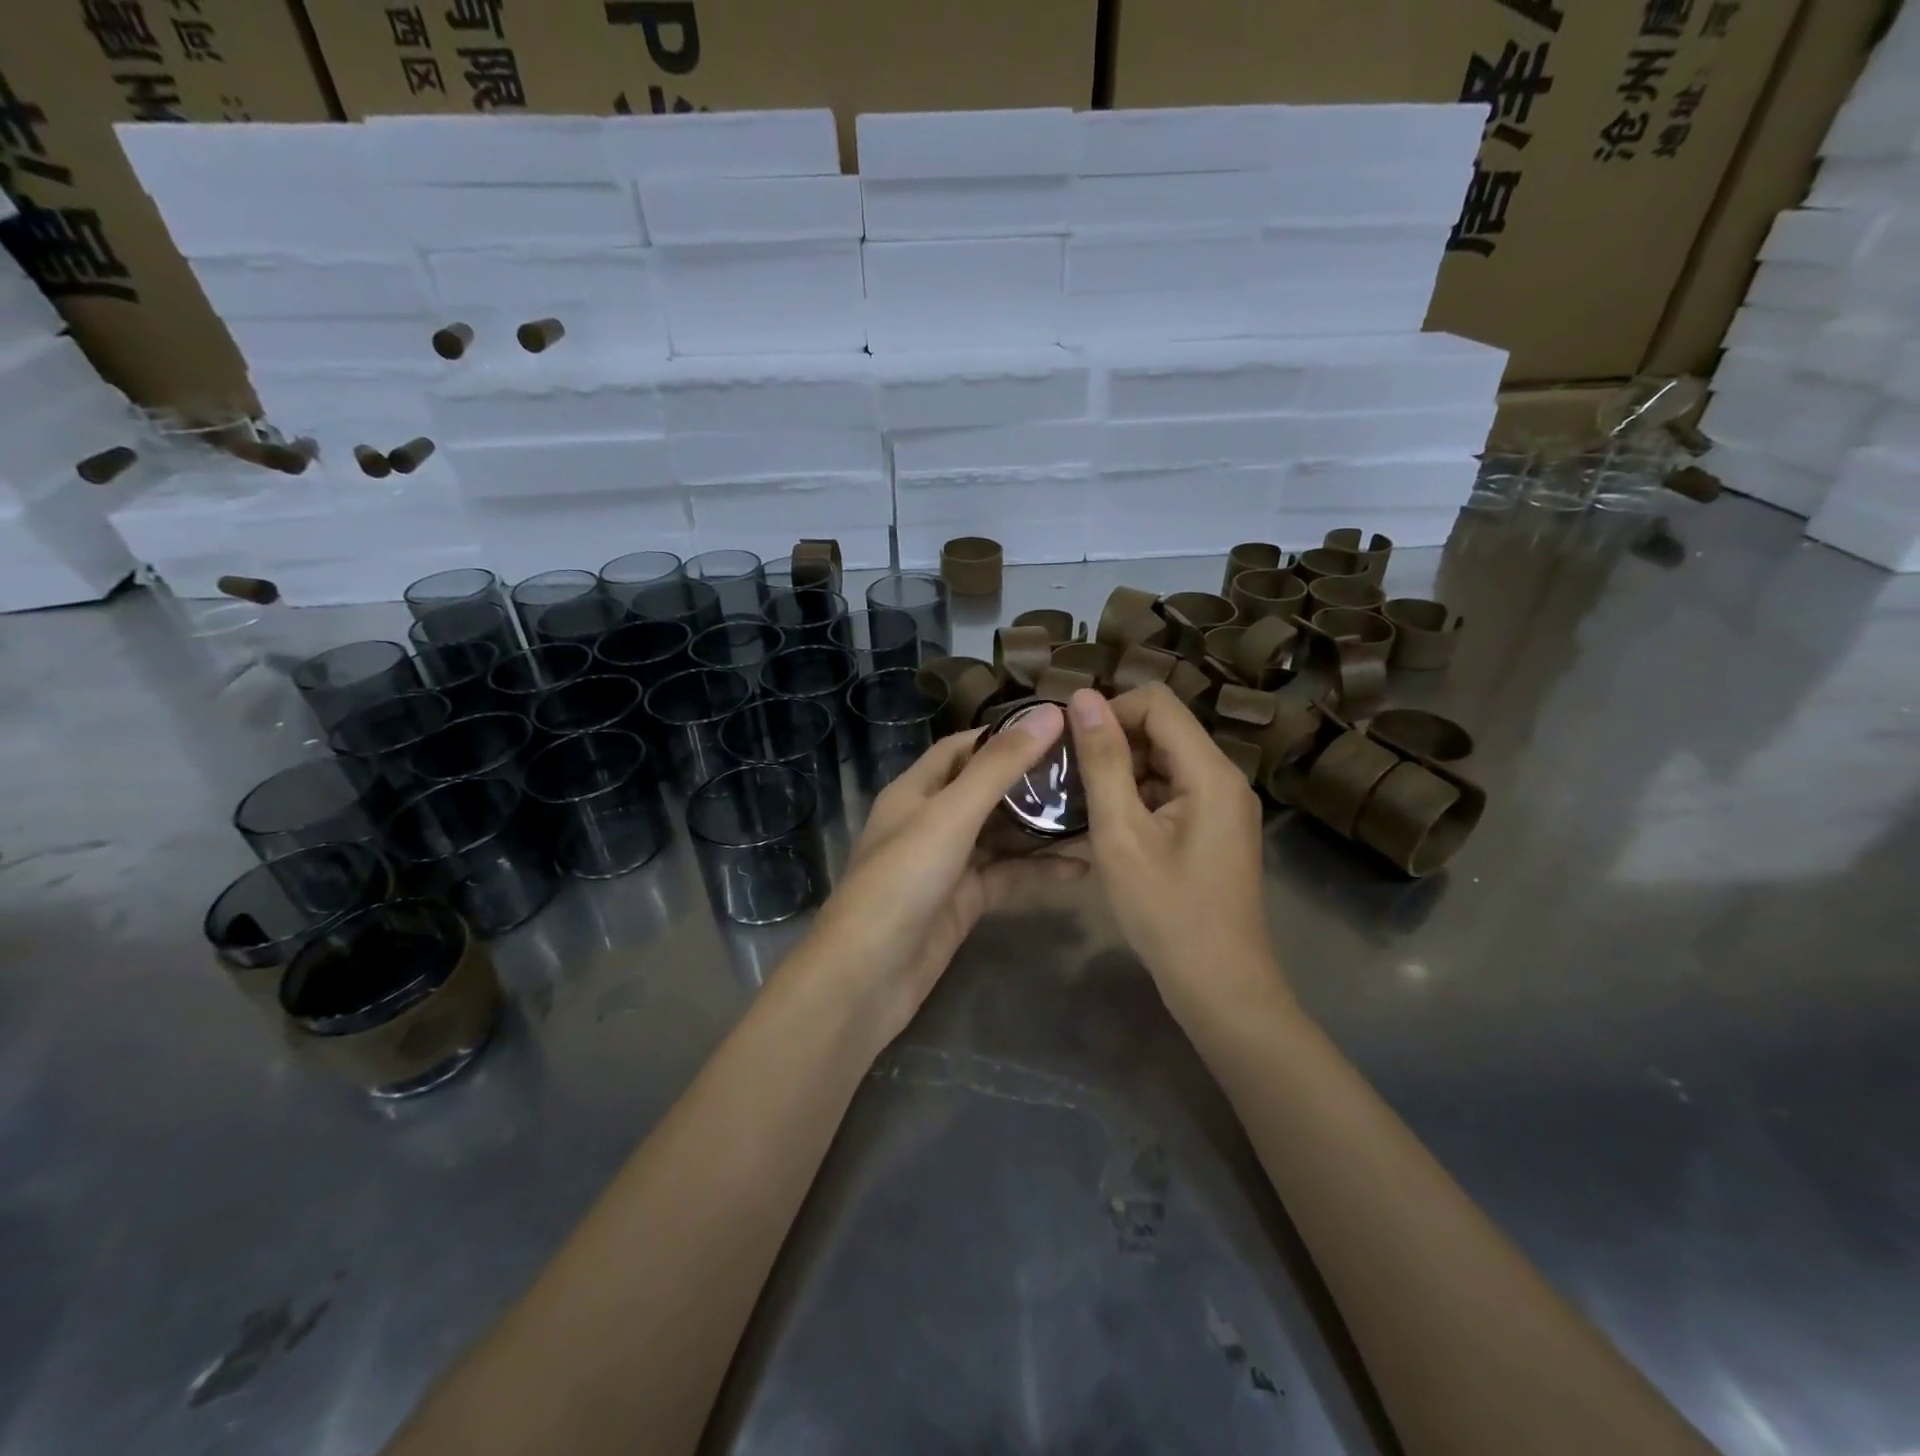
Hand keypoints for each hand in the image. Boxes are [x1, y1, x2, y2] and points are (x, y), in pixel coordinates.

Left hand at [802, 704, 1087, 1041]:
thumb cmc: (902, 880)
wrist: (868, 977)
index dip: (1005, 734)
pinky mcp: (964, 901)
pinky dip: (1040, 871)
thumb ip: (1000, 767)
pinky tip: (1083, 867)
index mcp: (916, 790)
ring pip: (1002, 835)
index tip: (1057, 726)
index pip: (963, 747)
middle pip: (987, 789)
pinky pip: (1007, 875)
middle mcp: (931, 820)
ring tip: (1097, 812)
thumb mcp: (952, 815)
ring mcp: (949, 863)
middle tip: (1090, 770)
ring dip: (1042, 826)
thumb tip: (1049, 714)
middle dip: (1032, 780)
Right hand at [1067, 685, 1284, 1022]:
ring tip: (1081, 808)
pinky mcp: (1213, 829)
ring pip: (1162, 762)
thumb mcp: (1122, 834)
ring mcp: (1221, 805)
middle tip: (1070, 783)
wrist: (1220, 986)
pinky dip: (1135, 800)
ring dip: (1120, 775)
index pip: (1156, 702)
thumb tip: (1083, 697)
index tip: (1071, 748)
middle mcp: (1224, 778)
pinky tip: (1106, 830)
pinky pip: (1170, 792)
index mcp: (1210, 771)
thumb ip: (1103, 761)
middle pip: (1161, 730)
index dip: (1109, 713)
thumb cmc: (1167, 912)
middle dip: (1112, 746)